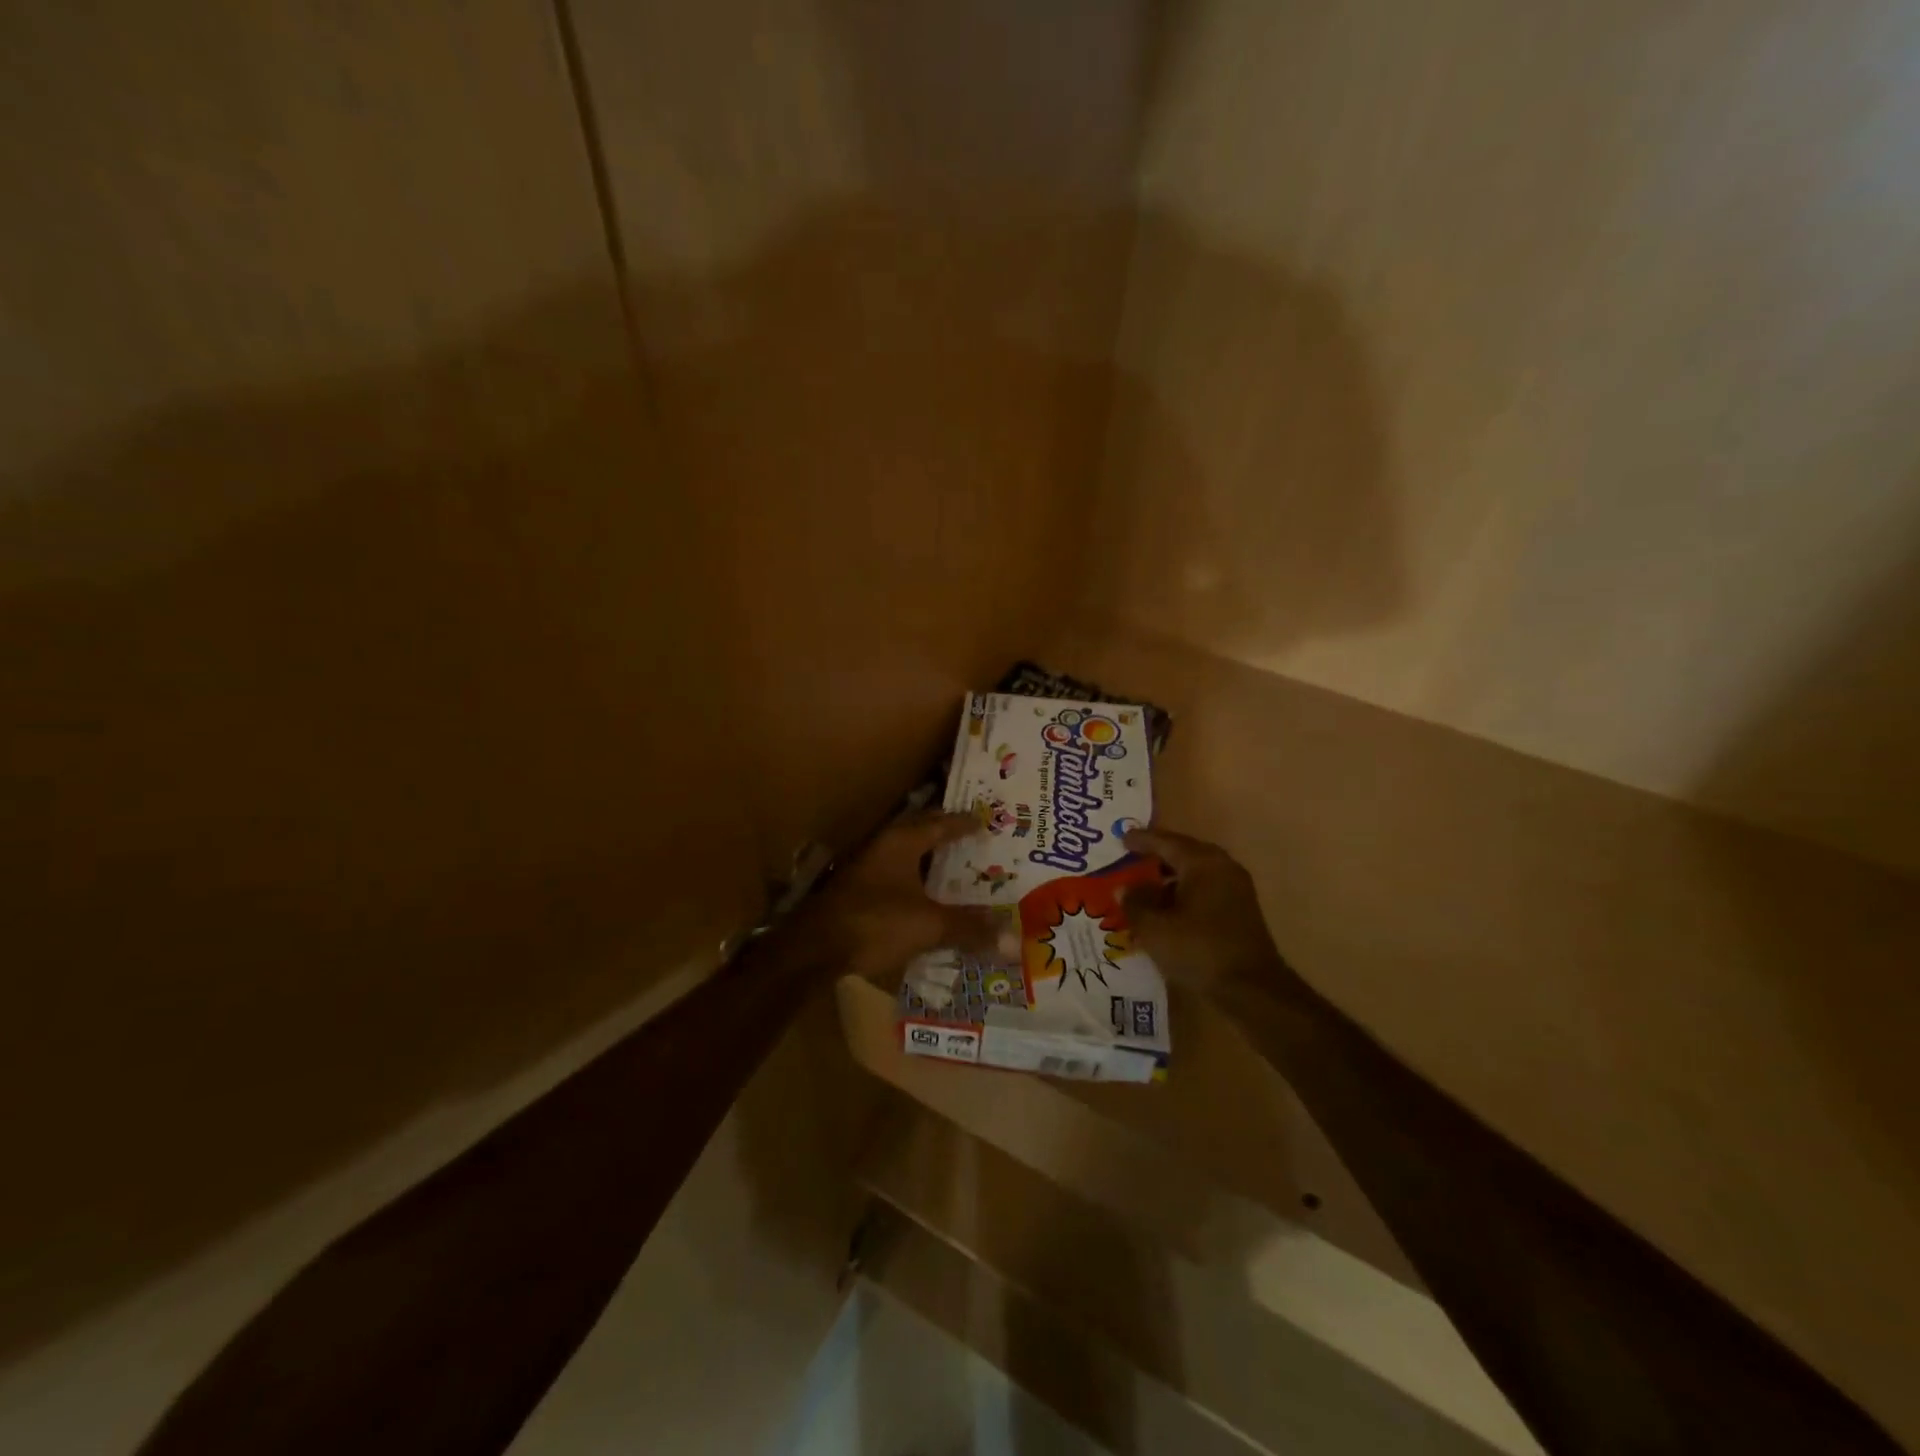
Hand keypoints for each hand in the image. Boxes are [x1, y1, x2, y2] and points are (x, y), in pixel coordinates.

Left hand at [803, 809, 1004, 980]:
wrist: (814, 948)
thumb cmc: (874, 923)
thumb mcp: (928, 926)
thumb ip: (968, 928)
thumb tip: (1011, 937)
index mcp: (901, 842)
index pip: (940, 823)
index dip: (964, 823)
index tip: (985, 821)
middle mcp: (882, 846)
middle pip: (921, 833)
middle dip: (946, 836)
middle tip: (974, 841)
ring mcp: (865, 867)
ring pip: (905, 856)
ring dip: (929, 860)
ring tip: (955, 869)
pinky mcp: (856, 890)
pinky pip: (894, 876)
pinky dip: (914, 881)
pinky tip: (925, 897)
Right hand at [1122, 827, 1291, 995]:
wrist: (1251, 988)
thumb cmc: (1199, 950)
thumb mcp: (1154, 929)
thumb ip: (1135, 903)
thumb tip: (1125, 888)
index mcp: (1202, 863)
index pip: (1166, 842)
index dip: (1142, 840)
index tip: (1121, 839)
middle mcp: (1222, 867)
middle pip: (1184, 852)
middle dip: (1157, 855)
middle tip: (1132, 857)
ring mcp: (1236, 888)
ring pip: (1196, 872)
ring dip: (1170, 876)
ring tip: (1145, 885)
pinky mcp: (1240, 909)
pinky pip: (1206, 888)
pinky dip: (1184, 892)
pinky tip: (1167, 908)